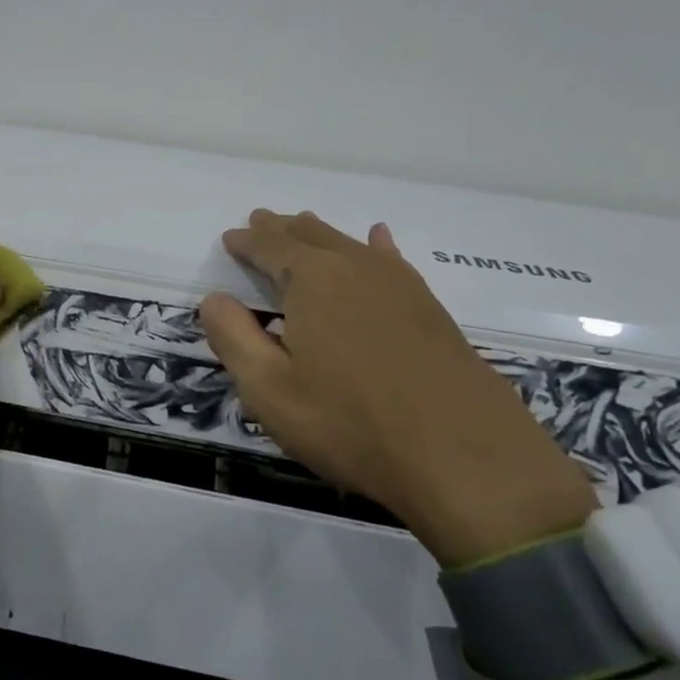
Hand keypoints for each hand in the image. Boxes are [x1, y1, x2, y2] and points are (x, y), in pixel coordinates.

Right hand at [199, 210, 596, 566]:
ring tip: (302, 225)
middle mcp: (356, 268)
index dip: (247, 241)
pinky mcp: (430, 309)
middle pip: (311, 236)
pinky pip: (392, 261)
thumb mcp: (270, 390)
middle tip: (261, 222)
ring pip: (350, 244)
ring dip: (320, 235)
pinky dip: (376, 246)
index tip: (230, 238)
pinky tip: (378, 240)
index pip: (271, 247)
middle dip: (281, 229)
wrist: (464, 458)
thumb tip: (214, 299)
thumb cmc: (350, 424)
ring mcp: (400, 286)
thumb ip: (234, 338)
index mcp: (312, 281)